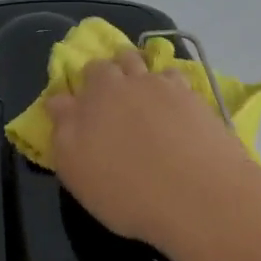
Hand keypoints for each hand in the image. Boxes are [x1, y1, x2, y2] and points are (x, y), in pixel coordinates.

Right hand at [46, 51, 252, 243]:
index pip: (78, 78)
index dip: (77, 91)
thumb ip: (64, 132)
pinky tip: (174, 105)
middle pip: (114, 62)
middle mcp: (128, 82)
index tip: (79, 108)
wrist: (200, 197)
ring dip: (140, 71)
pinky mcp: (196, 98)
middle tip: (112, 97)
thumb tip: (60, 102)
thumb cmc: (127, 192)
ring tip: (142, 93)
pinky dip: (172, 85)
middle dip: (109, 72)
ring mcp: (165, 87)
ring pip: (147, 63)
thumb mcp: (78, 172)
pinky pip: (177, 79)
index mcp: (94, 97)